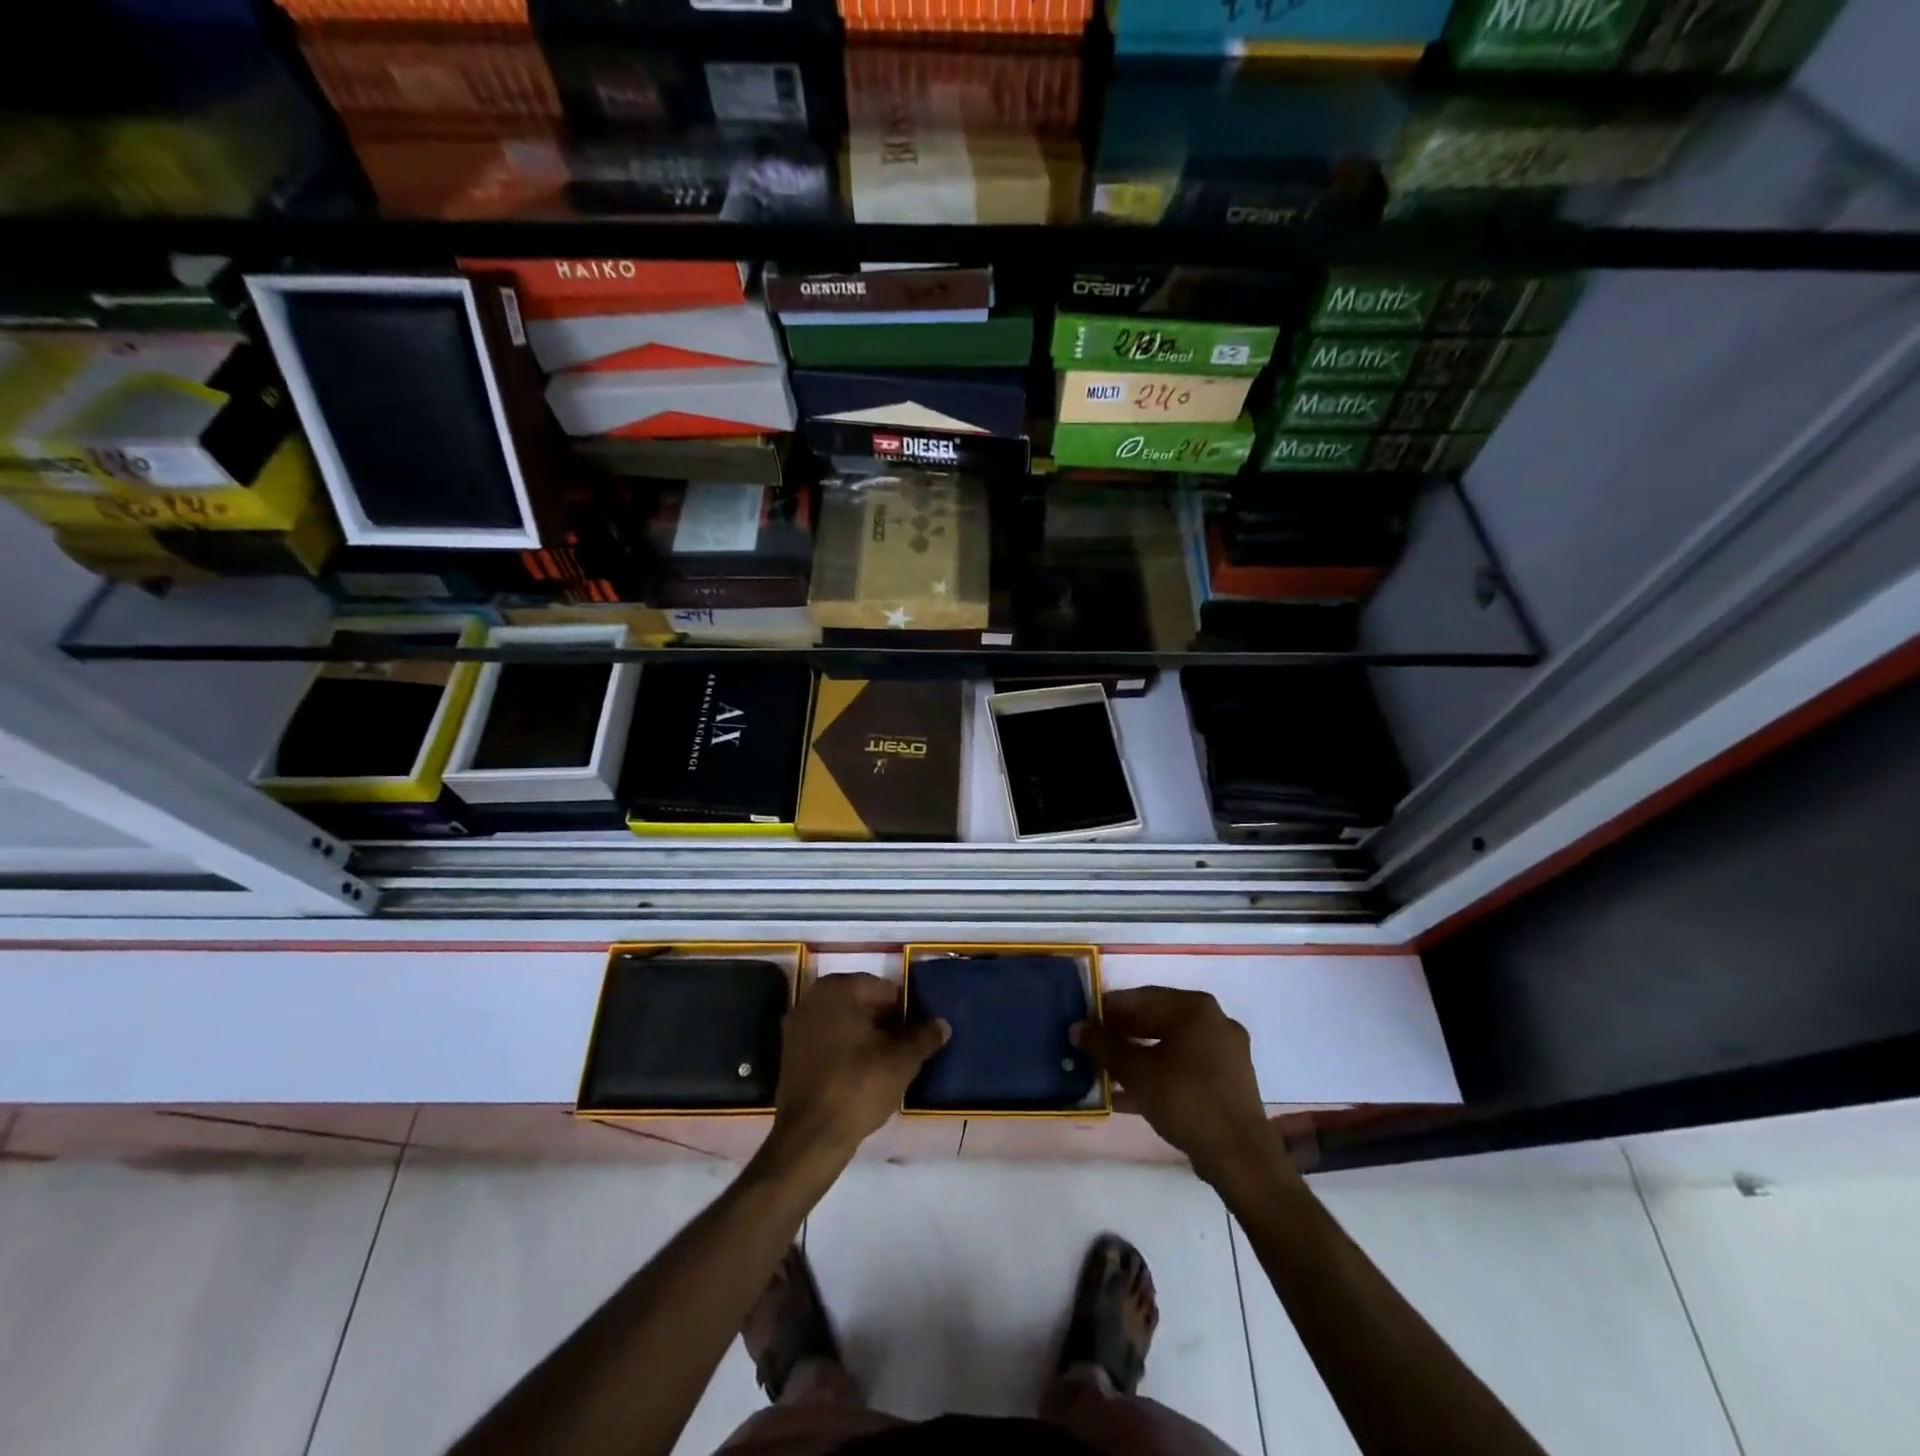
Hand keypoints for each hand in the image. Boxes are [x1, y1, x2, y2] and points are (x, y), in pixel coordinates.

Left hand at [766, 973, 948, 1173]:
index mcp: (839, 988)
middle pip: (860, 1003)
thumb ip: (924, 1037)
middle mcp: (813, 998)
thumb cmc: (858, 1085)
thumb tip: (942, 1024)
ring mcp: (796, 1026)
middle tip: (903, 1049)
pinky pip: (826, 1041)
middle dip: (883, 1022)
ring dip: (863, 1036)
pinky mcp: (789, 1053)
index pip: (884, 989)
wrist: (811, 1136)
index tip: (916, 1034)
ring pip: (842, 1023)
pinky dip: (843, 1050)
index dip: (904, 1011)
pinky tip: (860, 1074)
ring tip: (885, 1063)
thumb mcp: (902, 1060)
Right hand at [1074, 987, 1278, 1185]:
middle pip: (1156, 1020)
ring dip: (1137, 1057)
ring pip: (1170, 1045)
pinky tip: (1130, 1095)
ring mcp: (1225, 1051)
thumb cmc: (1185, 1100)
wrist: (1240, 1156)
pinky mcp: (1228, 1080)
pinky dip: (1159, 1074)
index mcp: (1194, 1008)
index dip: (1108, 1009)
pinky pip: (1185, 1066)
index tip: (1084, 1022)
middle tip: (1092, 1047)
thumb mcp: (1136, 1072)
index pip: (1141, 998)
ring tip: (1106, 1072)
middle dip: (1122, 1035)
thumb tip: (1077, 1029)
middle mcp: (1213, 1021)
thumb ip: (1104, 1046)